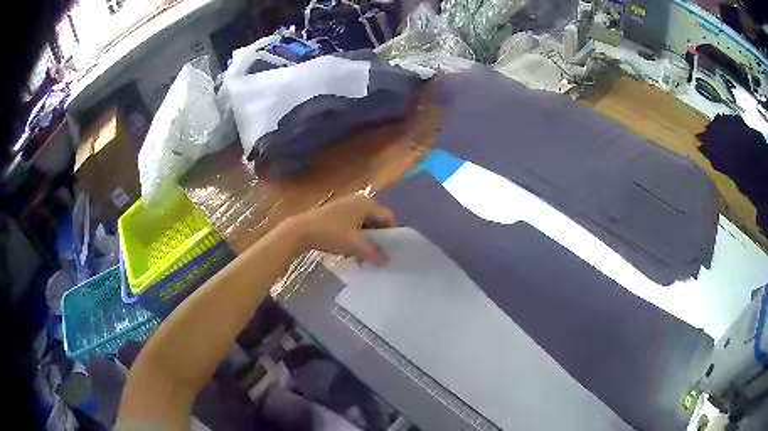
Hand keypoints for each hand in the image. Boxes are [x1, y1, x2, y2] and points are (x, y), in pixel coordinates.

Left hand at [288, 193, 395, 264]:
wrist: (301, 231)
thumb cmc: (331, 234)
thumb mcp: (355, 246)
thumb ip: (374, 254)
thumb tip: (387, 262)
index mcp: (367, 203)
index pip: (388, 217)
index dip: (392, 234)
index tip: (390, 251)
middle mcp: (359, 200)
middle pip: (376, 220)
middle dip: (377, 238)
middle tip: (377, 255)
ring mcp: (346, 205)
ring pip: (364, 223)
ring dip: (365, 239)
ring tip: (362, 256)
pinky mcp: (336, 212)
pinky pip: (353, 224)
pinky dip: (355, 236)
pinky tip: (350, 250)